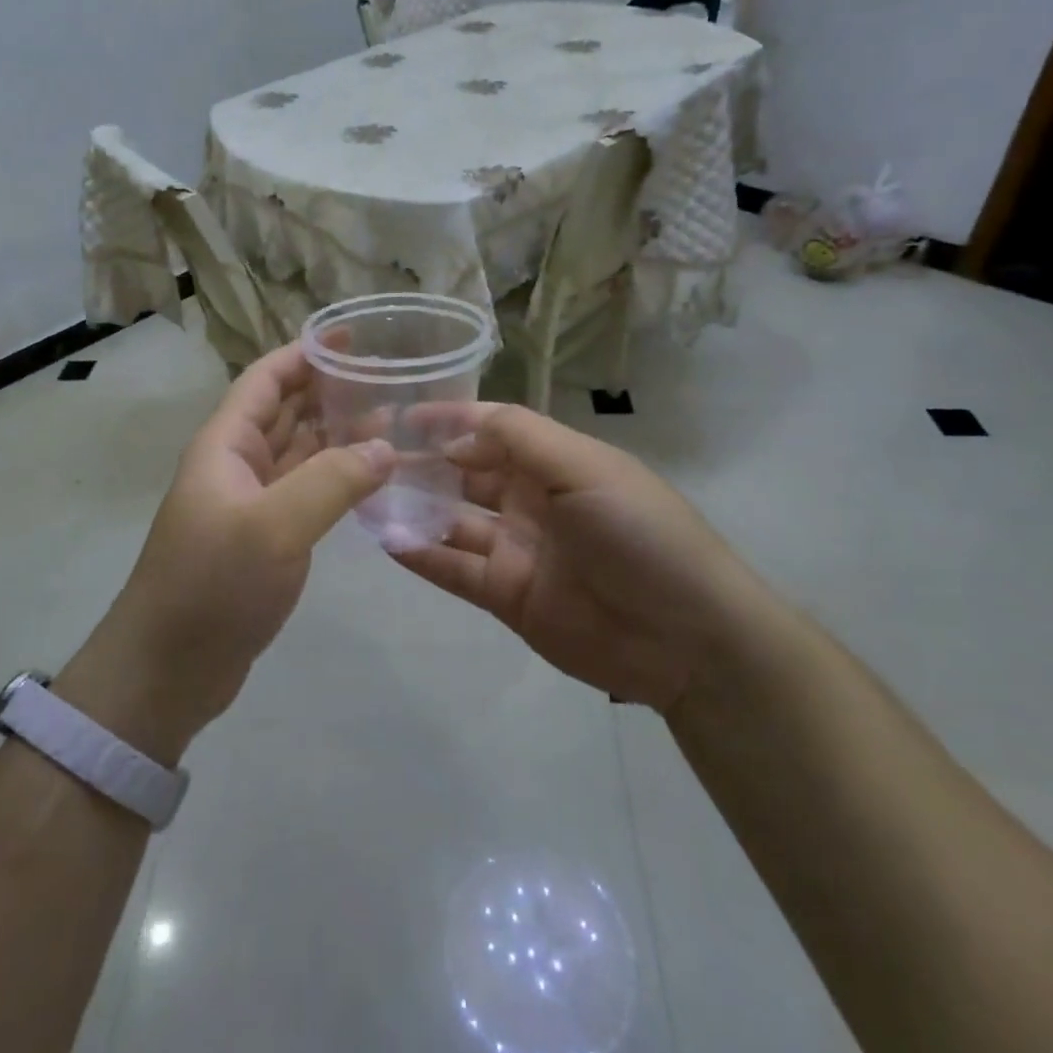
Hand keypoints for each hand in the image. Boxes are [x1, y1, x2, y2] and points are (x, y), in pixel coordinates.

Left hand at [57, 344, 392, 761]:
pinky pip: (304, 492)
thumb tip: (385, 447)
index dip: (303, 354)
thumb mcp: (275, 526)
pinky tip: (369, 478)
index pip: (265, 380)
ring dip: (336, 434)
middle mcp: (236, 465)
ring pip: (297, 452)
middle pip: (283, 411)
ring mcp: (249, 503)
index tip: (351, 338)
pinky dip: (335, 478)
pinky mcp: (263, 539)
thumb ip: (333, 480)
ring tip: (390, 421)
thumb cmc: (212, 585)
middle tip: (385, 379)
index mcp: (226, 445)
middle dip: (328, 390)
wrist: (168, 668)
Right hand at [395, 404, 762, 712]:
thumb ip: (520, 439)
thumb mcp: (586, 469)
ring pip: (452, 520)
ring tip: (365, 495)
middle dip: (423, 463)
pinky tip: (385, 539)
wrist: (687, 638)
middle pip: (466, 473)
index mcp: (556, 463)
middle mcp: (531, 500)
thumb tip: (455, 435)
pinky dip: (421, 554)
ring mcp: (517, 549)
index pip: (493, 430)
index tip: (402, 414)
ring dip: (413, 507)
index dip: (450, 419)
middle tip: (369, 456)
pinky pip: (454, 569)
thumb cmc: (641, 533)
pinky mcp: (506, 596)